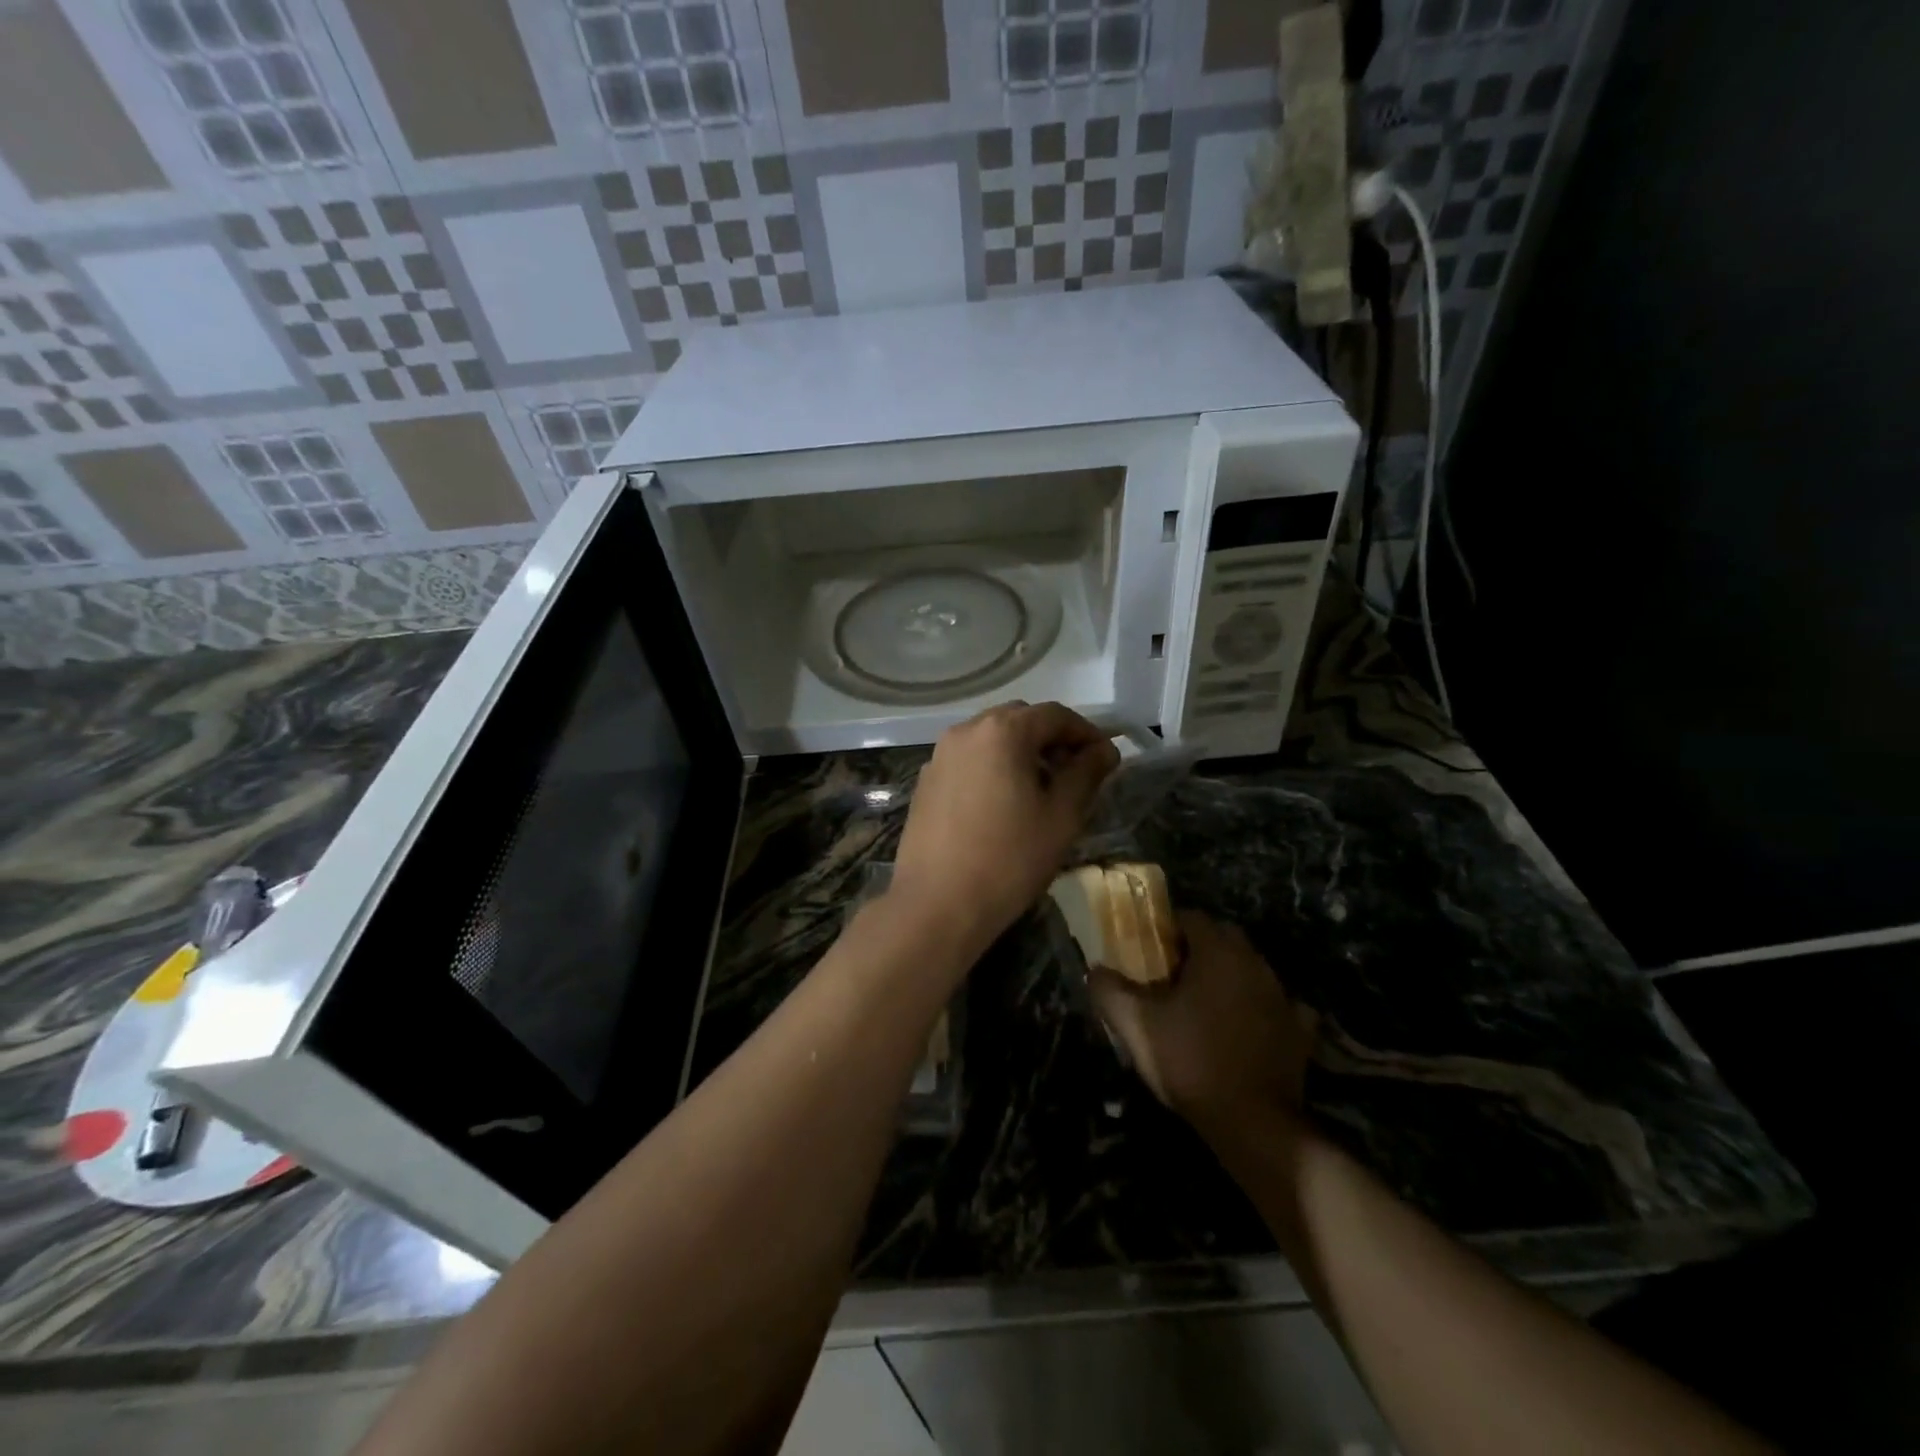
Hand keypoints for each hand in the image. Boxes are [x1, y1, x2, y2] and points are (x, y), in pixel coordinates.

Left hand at [889, 702, 1119, 952]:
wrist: (936, 905)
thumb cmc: (1009, 859)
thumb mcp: (1062, 816)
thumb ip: (1086, 774)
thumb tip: (1103, 751)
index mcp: (1002, 731)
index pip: (1055, 715)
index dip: (1086, 733)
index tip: (1106, 759)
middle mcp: (965, 731)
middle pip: (1019, 719)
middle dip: (1052, 740)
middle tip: (1075, 774)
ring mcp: (939, 756)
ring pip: (991, 740)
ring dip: (1021, 753)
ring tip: (1041, 791)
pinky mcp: (925, 782)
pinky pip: (968, 761)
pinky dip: (993, 768)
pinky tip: (1003, 805)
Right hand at [1089, 911, 1317, 1136]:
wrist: (1254, 1123)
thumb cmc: (1191, 1061)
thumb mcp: (1136, 1026)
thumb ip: (1110, 990)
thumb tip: (1095, 970)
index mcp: (1218, 953)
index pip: (1191, 917)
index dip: (1166, 928)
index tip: (1148, 950)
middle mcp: (1255, 964)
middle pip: (1224, 937)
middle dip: (1198, 947)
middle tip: (1171, 974)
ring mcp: (1283, 996)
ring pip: (1250, 969)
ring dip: (1228, 976)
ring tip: (1202, 1003)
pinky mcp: (1300, 1030)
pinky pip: (1279, 1005)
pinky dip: (1260, 1008)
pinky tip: (1245, 1027)